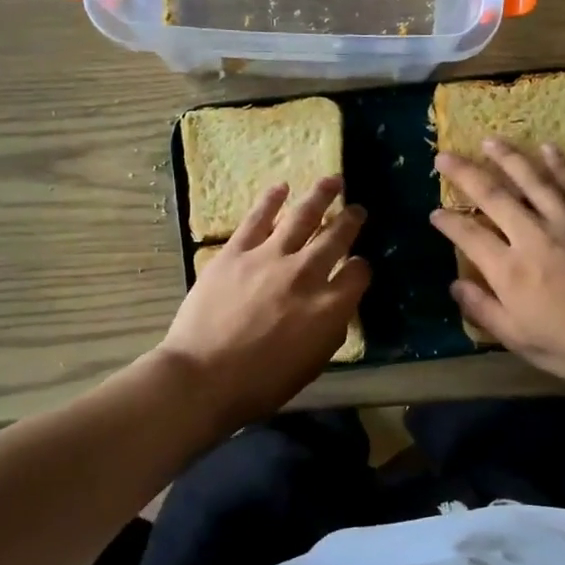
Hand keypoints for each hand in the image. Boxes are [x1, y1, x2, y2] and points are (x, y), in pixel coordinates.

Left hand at [157, 177, 369, 431]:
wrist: (204, 377)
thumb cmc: (261, 383)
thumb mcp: (312, 364)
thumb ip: (330, 329)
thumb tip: (335, 306)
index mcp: (329, 307)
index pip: (358, 274)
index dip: (361, 267)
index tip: (358, 265)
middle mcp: (306, 274)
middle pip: (336, 237)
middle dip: (350, 221)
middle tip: (358, 209)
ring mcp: (269, 258)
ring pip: (302, 216)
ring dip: (320, 196)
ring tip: (333, 181)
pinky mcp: (235, 252)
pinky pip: (258, 218)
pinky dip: (271, 200)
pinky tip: (281, 187)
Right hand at [431, 140, 564, 392]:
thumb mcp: (521, 340)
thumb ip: (484, 310)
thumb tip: (455, 285)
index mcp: (509, 270)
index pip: (468, 235)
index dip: (447, 222)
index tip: (434, 212)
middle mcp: (533, 236)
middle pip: (493, 195)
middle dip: (465, 173)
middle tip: (445, 155)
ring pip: (532, 180)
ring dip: (507, 157)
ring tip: (490, 140)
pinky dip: (557, 164)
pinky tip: (546, 148)